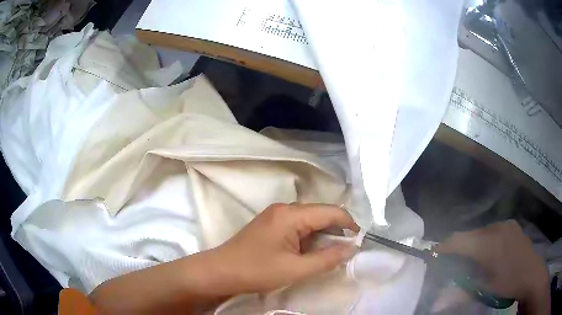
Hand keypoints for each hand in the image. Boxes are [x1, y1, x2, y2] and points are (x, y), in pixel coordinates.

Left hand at [205, 203, 359, 293]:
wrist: (220, 272)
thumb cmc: (257, 271)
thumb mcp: (296, 269)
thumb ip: (328, 258)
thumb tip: (352, 248)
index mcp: (291, 215)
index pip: (330, 212)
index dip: (349, 224)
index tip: (359, 241)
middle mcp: (284, 208)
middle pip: (320, 214)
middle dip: (336, 231)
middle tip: (345, 251)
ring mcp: (275, 215)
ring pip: (309, 220)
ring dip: (322, 235)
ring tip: (330, 253)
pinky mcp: (270, 224)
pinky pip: (297, 226)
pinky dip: (309, 237)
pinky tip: (310, 251)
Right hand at [436, 220, 549, 313]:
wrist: (531, 273)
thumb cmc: (508, 283)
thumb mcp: (484, 290)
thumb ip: (460, 291)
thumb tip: (436, 301)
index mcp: (488, 245)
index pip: (459, 240)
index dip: (444, 246)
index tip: (433, 254)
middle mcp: (496, 228)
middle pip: (470, 235)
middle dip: (459, 248)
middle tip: (454, 263)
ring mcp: (505, 224)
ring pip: (481, 232)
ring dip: (473, 244)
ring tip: (474, 260)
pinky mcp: (511, 224)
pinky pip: (492, 229)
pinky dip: (485, 240)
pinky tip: (490, 252)